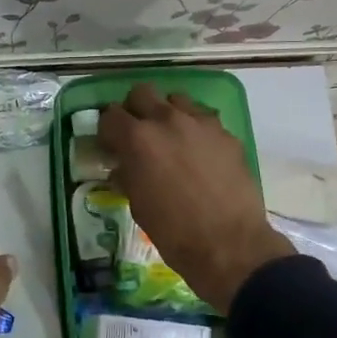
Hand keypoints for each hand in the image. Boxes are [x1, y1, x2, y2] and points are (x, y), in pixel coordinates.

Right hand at [99, 84, 293, 310]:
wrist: (229, 244)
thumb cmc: (173, 231)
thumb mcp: (137, 204)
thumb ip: (127, 175)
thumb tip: (123, 166)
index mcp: (138, 139)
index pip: (110, 115)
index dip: (107, 130)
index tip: (110, 145)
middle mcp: (168, 120)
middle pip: (142, 93)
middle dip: (135, 110)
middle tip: (138, 134)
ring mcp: (201, 123)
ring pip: (176, 99)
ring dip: (168, 113)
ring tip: (171, 139)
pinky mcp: (226, 134)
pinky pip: (204, 119)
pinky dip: (195, 129)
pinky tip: (199, 153)